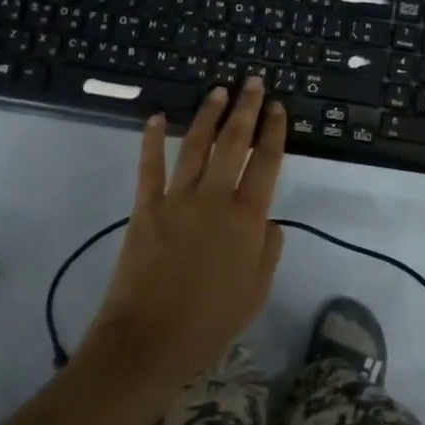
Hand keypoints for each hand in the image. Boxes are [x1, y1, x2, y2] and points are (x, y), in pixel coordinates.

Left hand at [86, 77, 286, 386]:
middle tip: (253, 82)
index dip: (274, 132)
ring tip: (218, 90)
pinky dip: (152, 140)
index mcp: (247, 218)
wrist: (149, 341)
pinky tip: (156, 118)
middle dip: (246, 109)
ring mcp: (178, 199)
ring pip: (196, 145)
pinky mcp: (146, 207)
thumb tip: (269, 220)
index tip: (278, 107)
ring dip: (208, 115)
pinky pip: (150, 167)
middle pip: (234, 143)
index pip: (266, 163)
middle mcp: (215, 198)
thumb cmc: (210, 322)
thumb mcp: (256, 292)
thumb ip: (267, 250)